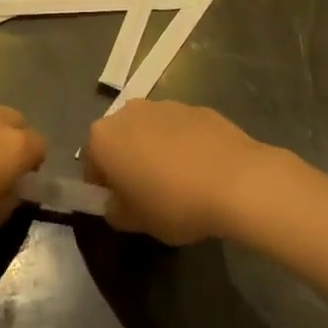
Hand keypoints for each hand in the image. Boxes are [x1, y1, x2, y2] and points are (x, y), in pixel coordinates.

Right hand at [84, 100, 273, 244]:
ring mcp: (163, 105)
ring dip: (155, 151)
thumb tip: (116, 203)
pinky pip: (179, 130)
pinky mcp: (196, 107)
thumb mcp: (135, 222)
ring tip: (179, 183)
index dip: (103, 188)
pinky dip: (183, 145)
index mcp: (103, 137)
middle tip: (147, 195)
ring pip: (149, 132)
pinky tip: (202, 171)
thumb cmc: (174, 203)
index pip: (90, 163)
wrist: (237, 181)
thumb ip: (115, 211)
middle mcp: (127, 112)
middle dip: (127, 163)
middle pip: (119, 141)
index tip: (121, 207)